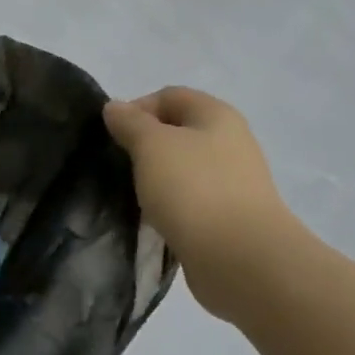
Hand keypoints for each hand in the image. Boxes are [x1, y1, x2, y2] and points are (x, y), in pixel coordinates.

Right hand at [103, 88, 305, 322]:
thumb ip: (130, 122)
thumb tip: (115, 107)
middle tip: (120, 166)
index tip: (113, 138)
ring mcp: (232, 181)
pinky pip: (190, 200)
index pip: (169, 96)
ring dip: (156, 178)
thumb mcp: (151, 145)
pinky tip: (155, 220)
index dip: (136, 109)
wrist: (240, 258)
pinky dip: (170, 205)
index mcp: (216, 115)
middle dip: (144, 145)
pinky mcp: (228, 216)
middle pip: (177, 131)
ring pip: (182, 168)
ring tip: (134, 195)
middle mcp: (230, 142)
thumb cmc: (193, 189)